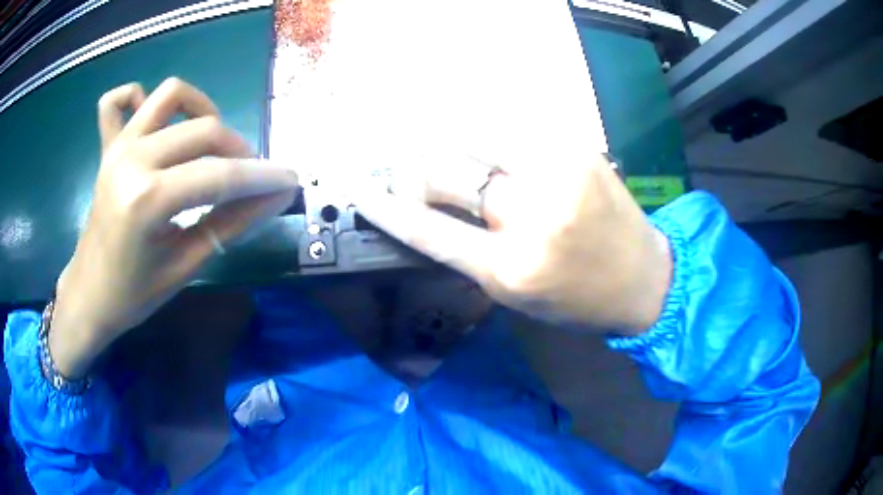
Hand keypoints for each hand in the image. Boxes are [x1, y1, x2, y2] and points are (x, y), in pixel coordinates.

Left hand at [50, 78, 298, 377]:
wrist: (89, 296)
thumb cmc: (134, 294)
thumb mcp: (187, 265)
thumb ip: (232, 223)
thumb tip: (277, 197)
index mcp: (146, 200)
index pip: (219, 175)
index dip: (261, 177)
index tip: (292, 179)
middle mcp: (132, 158)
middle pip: (204, 129)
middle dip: (239, 151)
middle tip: (249, 180)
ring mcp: (117, 146)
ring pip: (172, 95)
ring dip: (202, 110)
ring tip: (210, 143)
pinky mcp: (108, 146)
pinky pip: (117, 101)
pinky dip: (139, 97)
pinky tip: (156, 123)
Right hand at [355, 154, 671, 334]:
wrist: (645, 280)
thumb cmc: (578, 301)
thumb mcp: (515, 294)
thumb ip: (469, 253)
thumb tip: (429, 211)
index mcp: (511, 269)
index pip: (428, 230)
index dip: (388, 209)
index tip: (363, 193)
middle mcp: (531, 217)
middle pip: (447, 172)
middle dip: (418, 172)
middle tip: (415, 175)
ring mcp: (558, 174)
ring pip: (476, 137)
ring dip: (451, 144)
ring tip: (448, 152)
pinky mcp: (578, 150)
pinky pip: (515, 128)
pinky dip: (490, 133)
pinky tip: (487, 141)